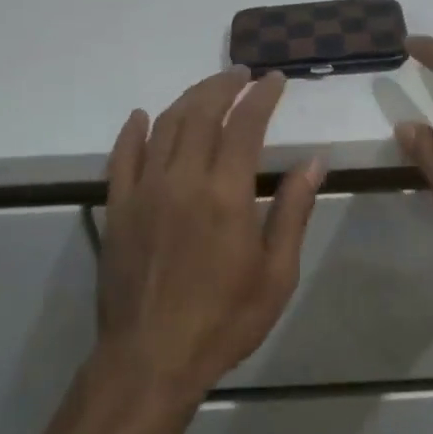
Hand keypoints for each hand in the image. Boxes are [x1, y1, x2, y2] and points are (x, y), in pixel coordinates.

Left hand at [98, 67, 324, 407]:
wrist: (151, 359)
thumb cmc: (224, 320)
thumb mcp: (276, 274)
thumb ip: (293, 211)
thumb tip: (314, 161)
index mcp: (226, 193)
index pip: (245, 124)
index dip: (261, 96)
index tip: (274, 80)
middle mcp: (182, 179)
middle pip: (201, 113)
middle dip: (224, 86)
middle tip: (242, 74)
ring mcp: (144, 190)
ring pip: (165, 126)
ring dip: (188, 99)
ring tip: (208, 88)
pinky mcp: (118, 207)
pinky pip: (122, 156)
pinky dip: (133, 131)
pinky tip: (142, 116)